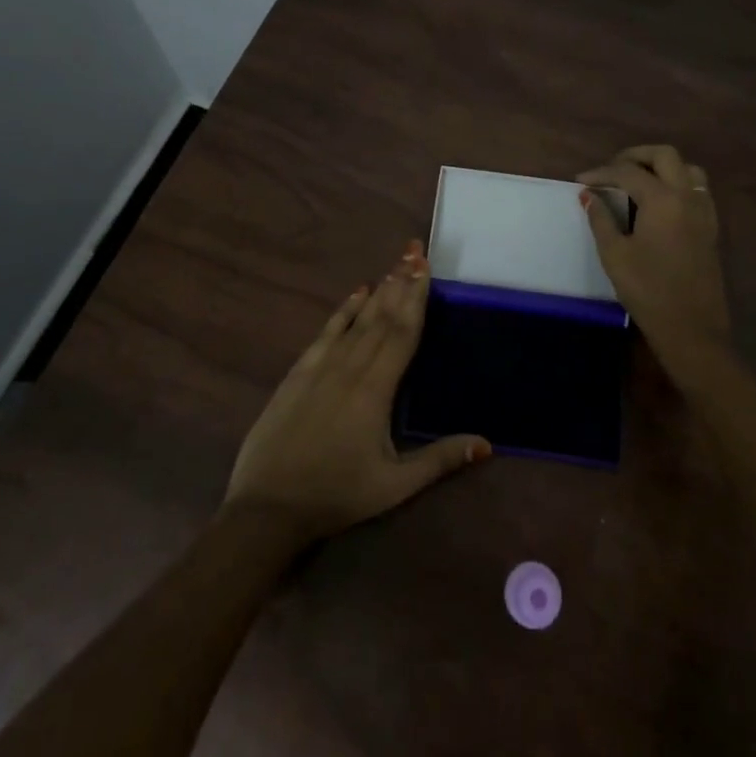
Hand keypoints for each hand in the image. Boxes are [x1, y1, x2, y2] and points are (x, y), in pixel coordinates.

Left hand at [223, 239, 489, 544]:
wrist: (268, 506)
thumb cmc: (336, 495)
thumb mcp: (394, 486)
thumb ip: (440, 460)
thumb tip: (487, 443)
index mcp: (376, 390)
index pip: (402, 333)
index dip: (416, 298)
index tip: (425, 267)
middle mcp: (350, 368)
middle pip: (382, 317)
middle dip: (401, 282)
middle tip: (414, 250)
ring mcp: (321, 367)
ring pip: (356, 319)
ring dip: (378, 290)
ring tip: (395, 264)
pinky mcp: (298, 373)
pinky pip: (326, 333)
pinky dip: (343, 310)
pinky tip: (356, 292)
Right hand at [579, 144, 730, 364]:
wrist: (691, 329)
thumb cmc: (648, 291)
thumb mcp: (614, 254)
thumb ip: (601, 219)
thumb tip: (589, 196)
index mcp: (663, 199)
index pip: (627, 172)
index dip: (601, 173)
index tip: (581, 181)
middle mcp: (687, 196)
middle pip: (664, 156)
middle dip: (635, 156)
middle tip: (611, 169)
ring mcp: (704, 211)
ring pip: (687, 168)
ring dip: (661, 166)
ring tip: (637, 180)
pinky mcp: (710, 227)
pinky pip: (696, 188)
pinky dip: (676, 183)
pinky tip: (658, 202)